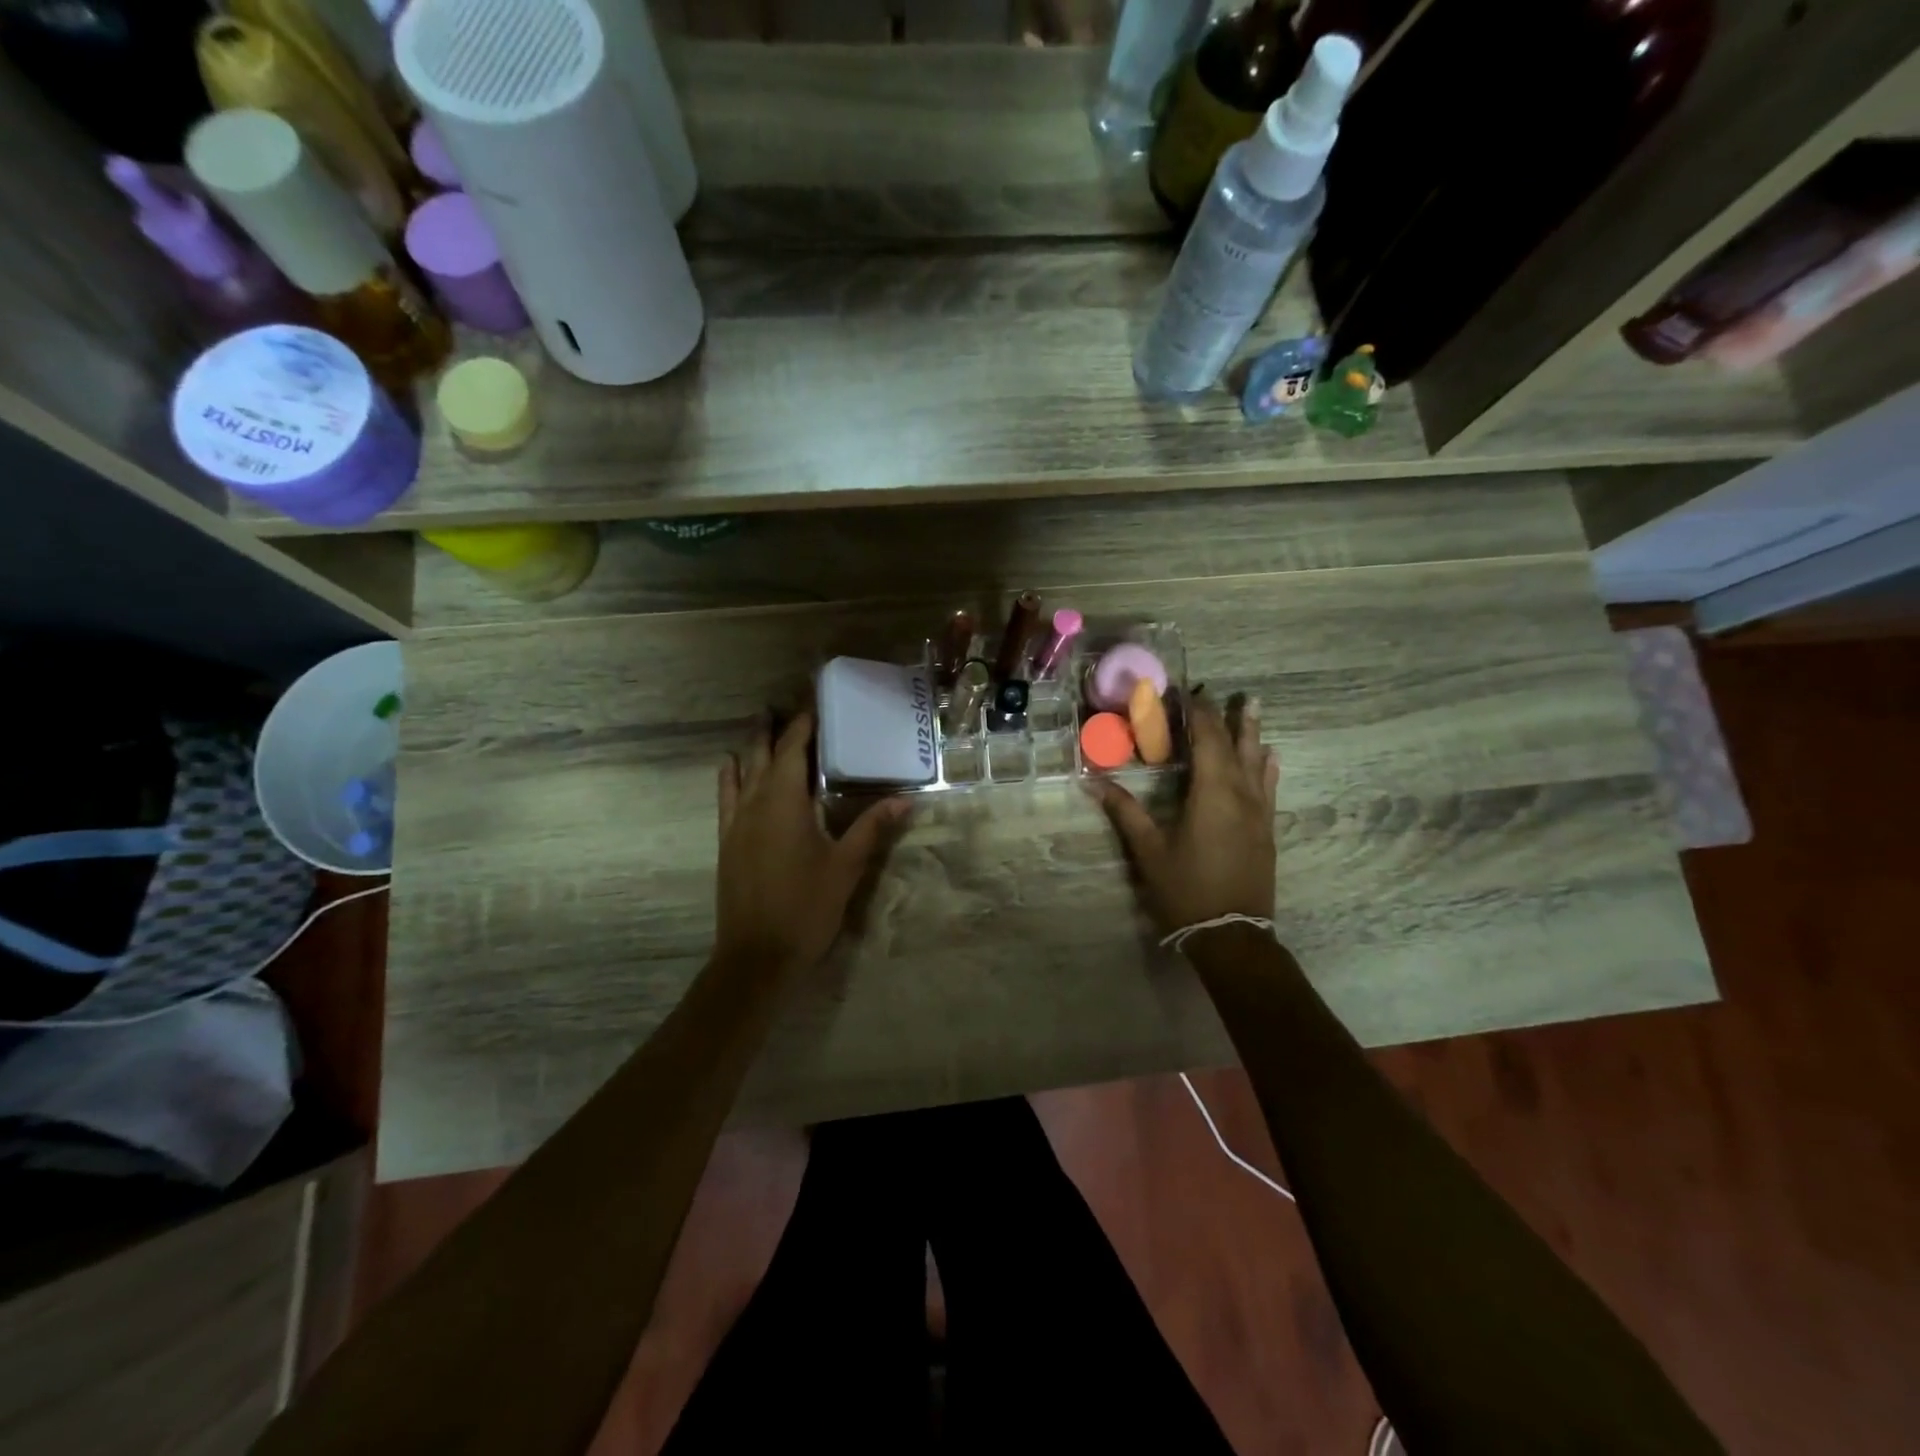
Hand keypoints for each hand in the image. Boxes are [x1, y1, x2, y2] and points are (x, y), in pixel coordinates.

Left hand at [715, 712, 908, 977]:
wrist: (757, 956)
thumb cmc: (807, 907)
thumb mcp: (846, 867)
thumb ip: (872, 828)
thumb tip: (905, 800)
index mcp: (785, 802)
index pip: (793, 749)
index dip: (803, 724)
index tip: (814, 702)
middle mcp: (756, 803)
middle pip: (761, 754)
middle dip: (772, 727)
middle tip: (782, 704)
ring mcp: (736, 822)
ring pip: (740, 771)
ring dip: (750, 746)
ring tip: (760, 724)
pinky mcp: (727, 842)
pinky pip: (725, 796)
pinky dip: (729, 775)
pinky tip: (729, 767)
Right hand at [1092, 692, 1278, 936]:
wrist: (1231, 934)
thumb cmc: (1186, 889)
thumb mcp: (1149, 850)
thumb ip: (1124, 811)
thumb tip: (1092, 781)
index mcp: (1212, 792)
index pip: (1206, 739)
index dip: (1196, 713)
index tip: (1183, 692)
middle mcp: (1241, 793)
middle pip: (1234, 744)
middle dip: (1222, 716)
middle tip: (1214, 691)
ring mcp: (1259, 811)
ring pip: (1257, 760)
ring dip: (1252, 732)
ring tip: (1253, 704)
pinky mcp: (1266, 828)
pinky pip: (1269, 785)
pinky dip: (1267, 765)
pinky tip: (1271, 756)